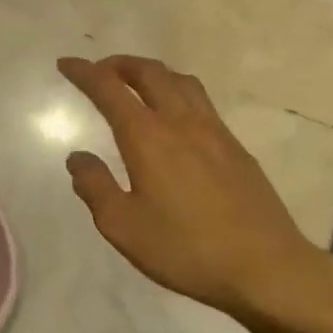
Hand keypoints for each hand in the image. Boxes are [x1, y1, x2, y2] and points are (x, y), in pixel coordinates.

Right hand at [57, 55, 326, 320]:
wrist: (266, 267)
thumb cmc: (184, 249)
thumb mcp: (121, 226)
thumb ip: (94, 186)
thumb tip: (78, 157)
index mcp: (148, 138)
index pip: (110, 90)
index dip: (85, 73)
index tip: (66, 64)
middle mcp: (182, 123)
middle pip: (150, 74)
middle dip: (120, 64)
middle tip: (99, 70)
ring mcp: (215, 133)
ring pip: (181, 82)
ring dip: (152, 73)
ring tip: (135, 84)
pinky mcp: (236, 148)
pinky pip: (201, 102)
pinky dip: (176, 92)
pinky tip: (173, 117)